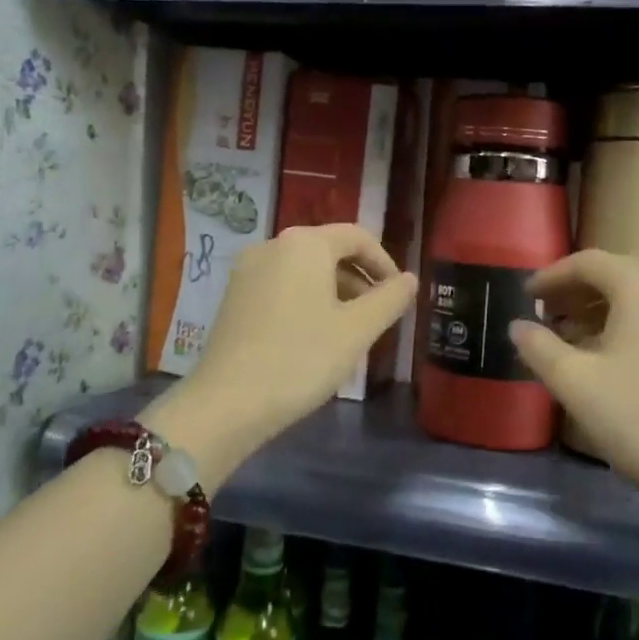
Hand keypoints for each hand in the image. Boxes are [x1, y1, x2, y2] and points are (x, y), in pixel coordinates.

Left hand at [147, 225, 417, 486]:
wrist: (228, 402)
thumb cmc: (302, 359)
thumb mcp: (357, 330)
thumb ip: (389, 299)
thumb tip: (410, 279)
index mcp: (305, 244)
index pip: (357, 237)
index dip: (384, 262)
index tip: (399, 295)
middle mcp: (272, 245)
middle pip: (328, 250)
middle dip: (359, 279)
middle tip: (377, 316)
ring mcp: (247, 270)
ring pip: (304, 270)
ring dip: (334, 291)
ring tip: (349, 330)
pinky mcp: (233, 297)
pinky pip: (281, 286)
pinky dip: (305, 300)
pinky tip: (313, 337)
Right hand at [510, 250, 638, 504]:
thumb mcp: (575, 383)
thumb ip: (539, 347)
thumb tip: (518, 325)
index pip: (588, 262)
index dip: (551, 276)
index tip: (525, 296)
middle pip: (618, 274)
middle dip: (577, 291)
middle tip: (545, 315)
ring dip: (603, 309)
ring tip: (572, 338)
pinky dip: (631, 324)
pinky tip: (612, 356)